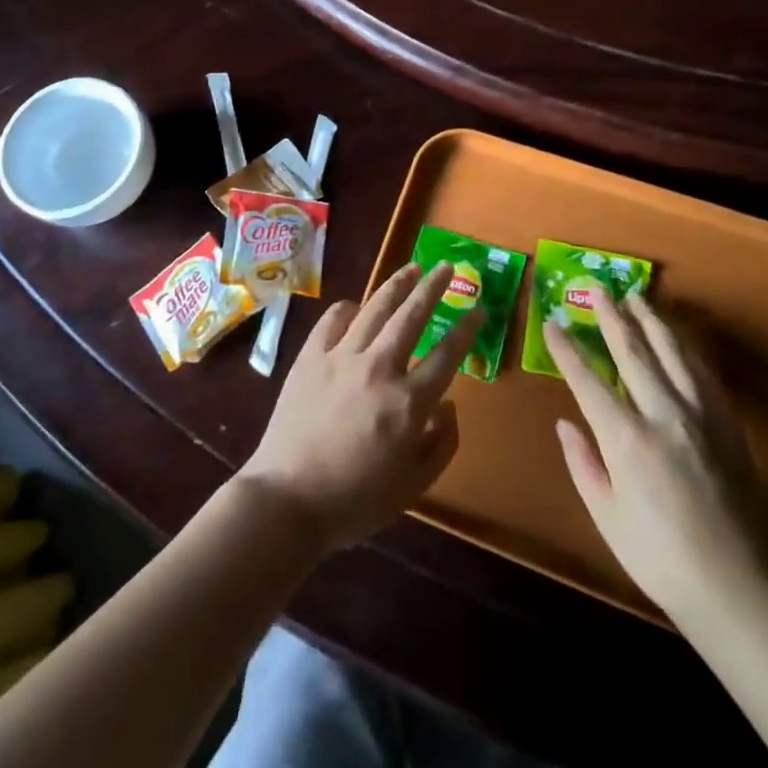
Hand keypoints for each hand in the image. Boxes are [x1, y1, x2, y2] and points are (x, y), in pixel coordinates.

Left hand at [239, 261, 483, 554]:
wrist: (288, 499)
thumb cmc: (356, 500)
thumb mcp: (414, 486)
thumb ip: (442, 444)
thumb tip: (450, 405)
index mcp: (408, 402)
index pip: (447, 355)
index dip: (467, 329)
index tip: (479, 309)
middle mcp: (378, 368)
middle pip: (411, 317)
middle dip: (433, 288)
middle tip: (446, 266)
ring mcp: (340, 357)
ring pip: (374, 309)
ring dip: (396, 285)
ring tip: (411, 267)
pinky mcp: (310, 357)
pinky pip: (333, 320)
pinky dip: (348, 308)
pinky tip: (356, 304)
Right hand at [546, 294, 761, 619]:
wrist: (739, 589)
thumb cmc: (660, 558)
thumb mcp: (607, 516)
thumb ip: (582, 464)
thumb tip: (565, 422)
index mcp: (627, 439)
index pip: (588, 379)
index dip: (567, 349)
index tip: (552, 322)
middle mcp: (663, 414)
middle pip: (633, 351)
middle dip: (611, 316)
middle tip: (598, 289)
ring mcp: (701, 415)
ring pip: (672, 352)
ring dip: (651, 321)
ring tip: (637, 297)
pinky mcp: (728, 424)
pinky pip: (703, 372)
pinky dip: (685, 347)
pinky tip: (677, 338)